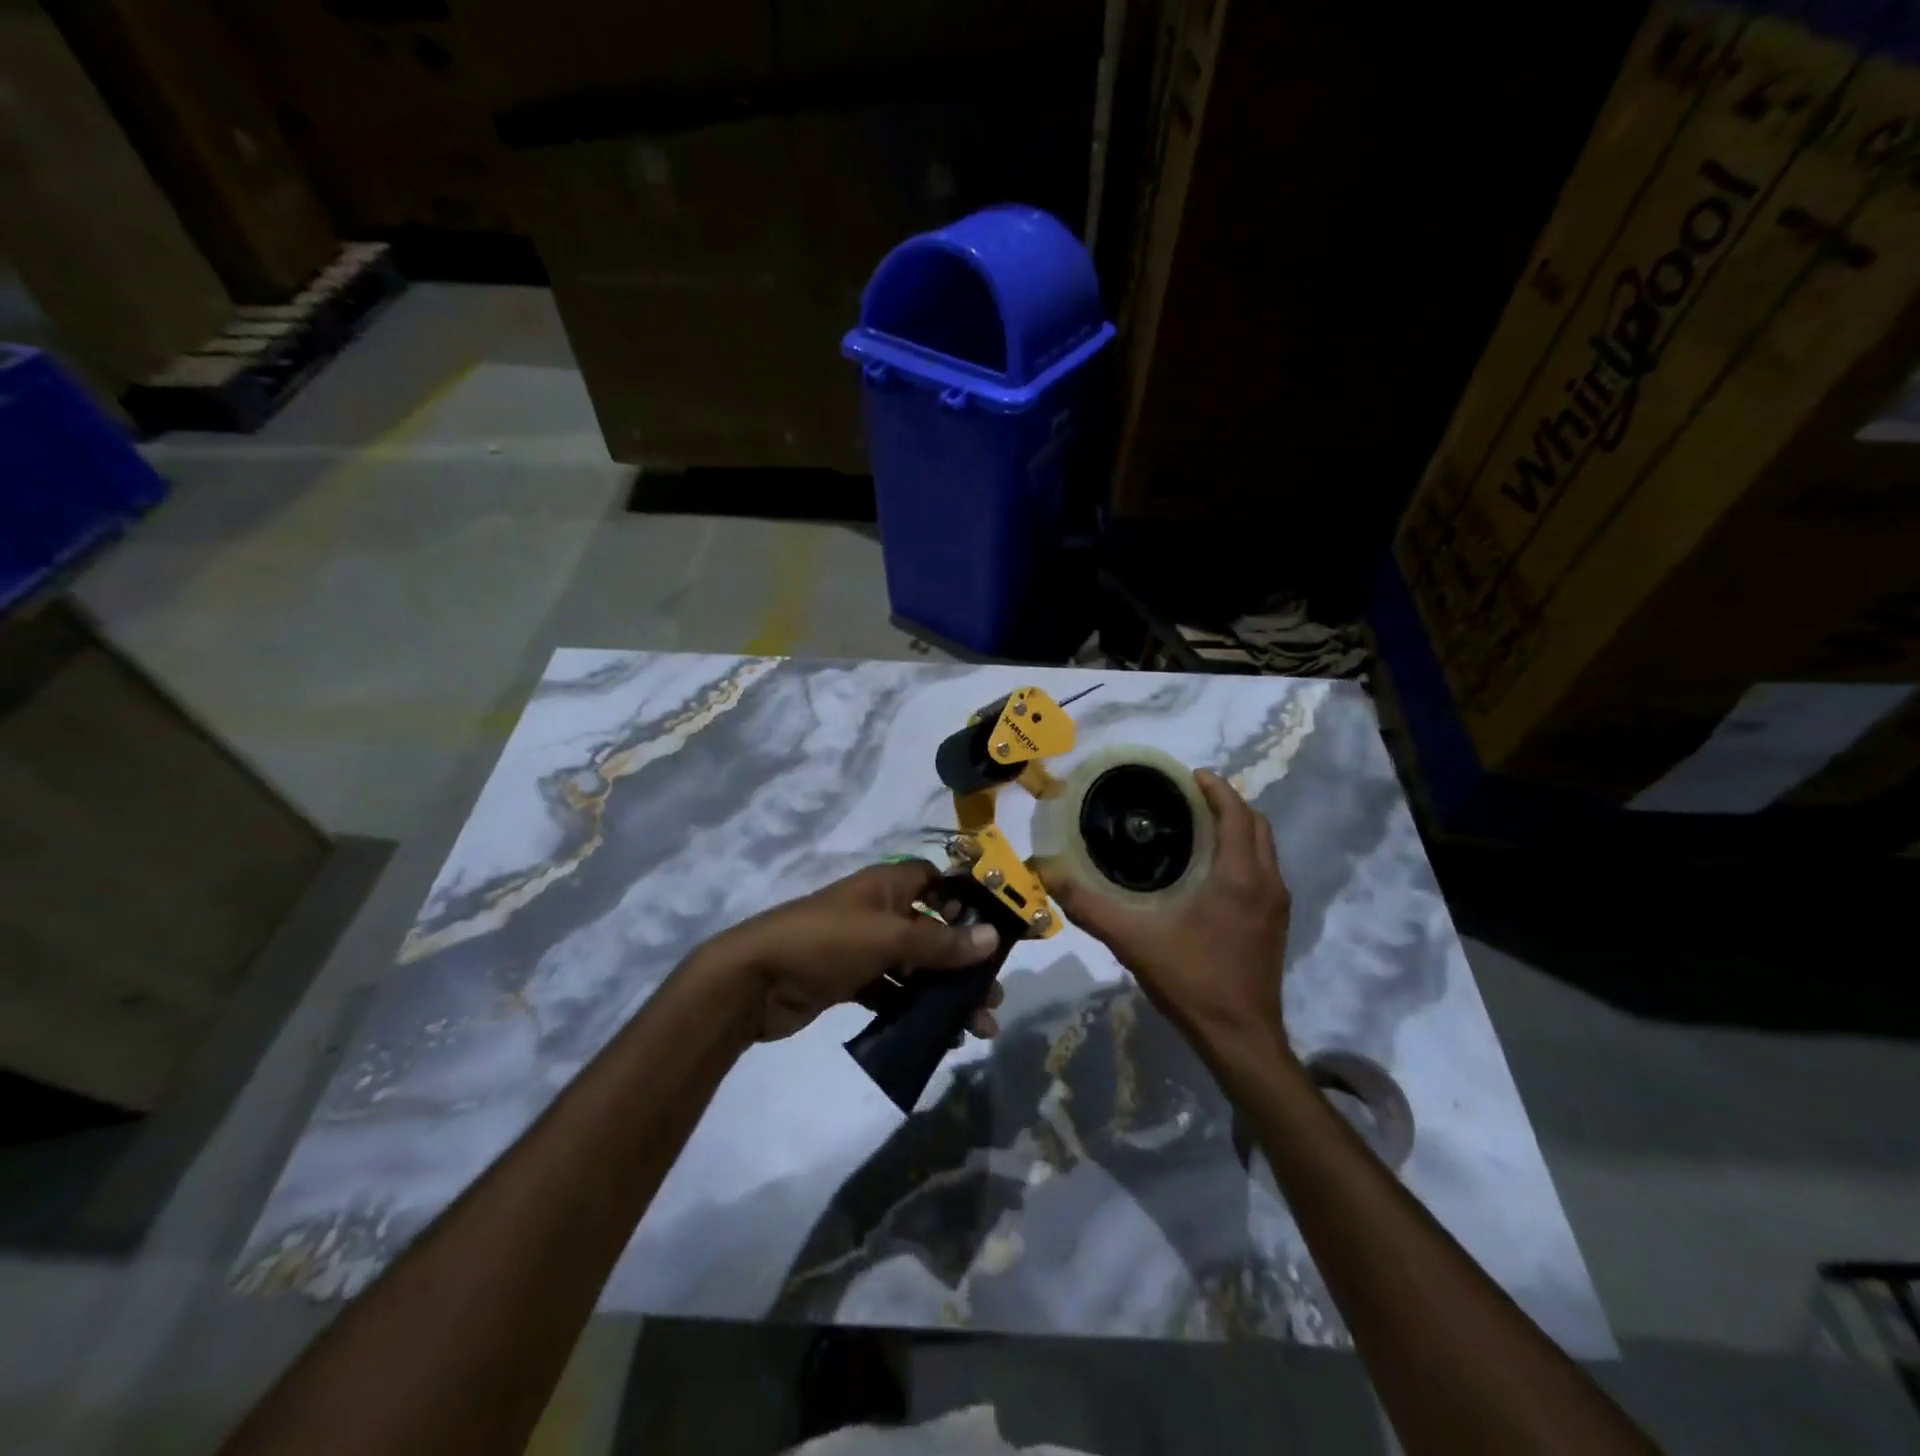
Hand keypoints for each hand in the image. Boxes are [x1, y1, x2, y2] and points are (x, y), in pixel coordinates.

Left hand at [707, 860, 1004, 1042]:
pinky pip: (894, 992)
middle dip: (965, 960)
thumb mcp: (886, 938)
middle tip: (994, 994)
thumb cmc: (823, 942)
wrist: (752, 982)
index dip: (968, 899)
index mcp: (887, 885)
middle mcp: (879, 911)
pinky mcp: (851, 981)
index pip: (937, 880)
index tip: (1000, 928)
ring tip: (976, 1026)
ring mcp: (864, 948)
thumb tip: (993, 939)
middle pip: (933, 929)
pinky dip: (915, 1009)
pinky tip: (939, 1035)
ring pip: (917, 966)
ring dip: (945, 992)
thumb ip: (939, 942)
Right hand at [1051, 770, 1292, 1060]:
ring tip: (1197, 826)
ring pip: (1264, 849)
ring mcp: (1276, 906)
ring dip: (1238, 829)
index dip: (1217, 789)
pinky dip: (1242, 854)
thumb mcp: (1134, 941)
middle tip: (1189, 797)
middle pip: (1257, 825)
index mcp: (1239, 876)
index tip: (1190, 775)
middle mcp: (1267, 883)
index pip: (1237, 814)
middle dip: (1228, 803)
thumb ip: (1090, 907)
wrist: (1242, 1039)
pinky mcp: (1275, 925)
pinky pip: (1263, 871)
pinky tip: (1209, 871)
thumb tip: (1049, 873)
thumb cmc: (1193, 981)